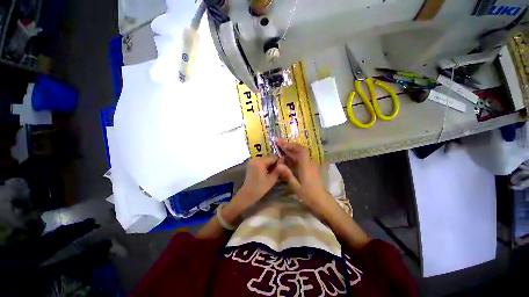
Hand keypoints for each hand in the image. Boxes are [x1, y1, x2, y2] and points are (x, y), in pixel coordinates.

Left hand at [230, 156, 280, 210]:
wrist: (247, 194)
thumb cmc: (260, 187)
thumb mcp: (271, 179)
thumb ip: (278, 170)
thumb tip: (283, 164)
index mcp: (260, 161)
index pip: (273, 158)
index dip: (280, 162)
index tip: (284, 168)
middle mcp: (255, 158)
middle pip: (269, 158)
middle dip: (275, 163)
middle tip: (280, 171)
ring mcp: (252, 161)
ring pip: (265, 160)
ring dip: (270, 165)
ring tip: (274, 172)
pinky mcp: (251, 164)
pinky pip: (261, 162)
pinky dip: (265, 166)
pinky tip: (268, 172)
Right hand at [275, 139, 333, 212]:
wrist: (323, 201)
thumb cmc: (309, 195)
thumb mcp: (296, 186)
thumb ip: (288, 175)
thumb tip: (278, 164)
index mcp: (306, 166)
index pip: (301, 149)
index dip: (292, 145)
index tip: (282, 144)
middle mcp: (310, 163)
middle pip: (301, 150)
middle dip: (289, 146)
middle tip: (279, 143)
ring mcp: (312, 165)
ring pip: (302, 153)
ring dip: (292, 150)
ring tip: (282, 148)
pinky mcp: (312, 168)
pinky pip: (303, 158)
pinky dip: (295, 155)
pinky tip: (289, 158)